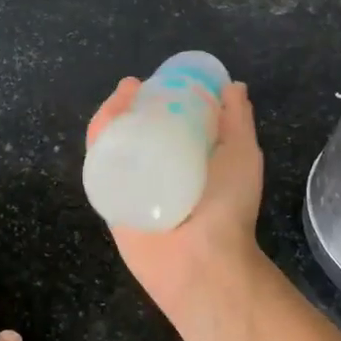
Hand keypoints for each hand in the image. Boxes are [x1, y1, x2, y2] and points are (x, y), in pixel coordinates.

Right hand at [86, 77, 267, 322]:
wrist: (203, 261)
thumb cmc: (228, 207)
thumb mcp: (242, 154)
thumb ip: (237, 121)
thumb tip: (234, 86)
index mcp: (187, 160)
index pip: (168, 122)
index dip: (161, 97)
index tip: (159, 80)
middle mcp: (157, 170)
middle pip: (135, 129)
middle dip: (129, 104)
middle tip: (130, 87)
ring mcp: (133, 185)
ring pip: (113, 144)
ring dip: (110, 117)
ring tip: (118, 99)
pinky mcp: (111, 200)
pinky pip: (98, 167)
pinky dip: (97, 142)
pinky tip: (103, 126)